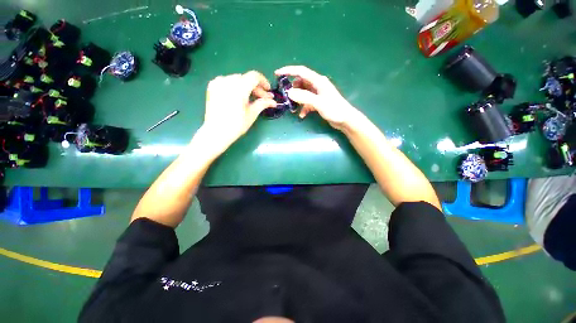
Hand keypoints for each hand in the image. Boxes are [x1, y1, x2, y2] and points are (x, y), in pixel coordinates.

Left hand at [201, 71, 276, 151]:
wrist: (216, 132)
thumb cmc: (236, 125)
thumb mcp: (252, 114)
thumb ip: (263, 103)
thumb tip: (273, 101)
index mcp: (239, 87)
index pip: (254, 76)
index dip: (264, 82)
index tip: (268, 91)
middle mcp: (227, 81)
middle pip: (246, 78)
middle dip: (256, 88)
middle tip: (262, 99)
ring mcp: (218, 82)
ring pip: (237, 79)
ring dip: (246, 87)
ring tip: (250, 99)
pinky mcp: (212, 86)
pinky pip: (227, 81)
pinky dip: (235, 86)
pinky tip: (238, 96)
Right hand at [275, 66, 359, 130]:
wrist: (345, 120)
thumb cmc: (334, 109)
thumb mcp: (318, 103)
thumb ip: (304, 97)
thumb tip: (289, 93)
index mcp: (318, 81)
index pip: (301, 71)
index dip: (288, 71)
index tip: (277, 73)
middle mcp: (317, 85)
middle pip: (301, 82)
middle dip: (292, 88)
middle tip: (285, 96)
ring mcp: (318, 94)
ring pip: (303, 93)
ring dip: (297, 99)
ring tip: (293, 108)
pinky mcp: (318, 102)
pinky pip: (307, 102)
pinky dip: (303, 107)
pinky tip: (302, 115)